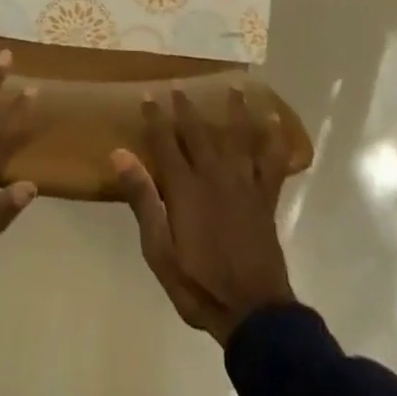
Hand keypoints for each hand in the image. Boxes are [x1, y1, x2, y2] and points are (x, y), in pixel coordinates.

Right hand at [111, 87, 294, 345]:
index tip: (149, 95)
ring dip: (235, 110)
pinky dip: (274, 140)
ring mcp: (243, 184)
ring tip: (235, 86)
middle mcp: (214, 175)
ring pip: (238, 137)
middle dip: (186, 108)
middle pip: (198, 133)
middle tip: (179, 85)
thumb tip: (120, 154)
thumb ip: (142, 199)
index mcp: (185, 188)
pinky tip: (276, 121)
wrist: (252, 311)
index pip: (165, 143)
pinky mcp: (265, 198)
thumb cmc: (199, 284)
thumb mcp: (159, 250)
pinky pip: (272, 162)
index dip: (156, 118)